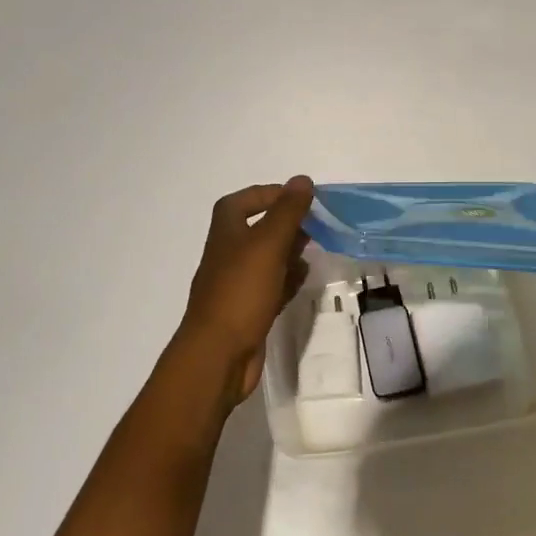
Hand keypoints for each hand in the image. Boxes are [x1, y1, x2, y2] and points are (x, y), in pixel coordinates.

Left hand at [178, 177, 314, 405]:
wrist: (218, 355)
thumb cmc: (240, 292)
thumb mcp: (267, 245)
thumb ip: (287, 212)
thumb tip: (302, 180)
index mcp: (226, 233)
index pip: (242, 201)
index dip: (268, 194)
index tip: (300, 197)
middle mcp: (228, 255)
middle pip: (257, 229)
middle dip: (285, 223)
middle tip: (316, 223)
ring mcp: (237, 285)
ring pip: (266, 259)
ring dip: (289, 251)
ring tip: (316, 248)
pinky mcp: (249, 311)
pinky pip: (271, 287)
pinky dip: (287, 279)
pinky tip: (304, 279)